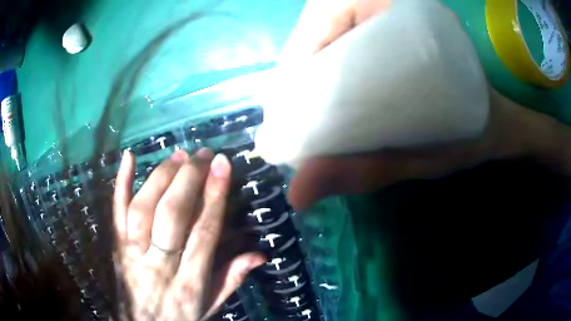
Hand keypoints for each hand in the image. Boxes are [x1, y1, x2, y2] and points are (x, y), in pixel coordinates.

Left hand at [113, 149, 264, 320]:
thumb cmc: (179, 317)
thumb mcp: (210, 306)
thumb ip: (232, 279)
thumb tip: (260, 254)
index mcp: (189, 282)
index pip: (204, 232)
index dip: (214, 196)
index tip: (223, 165)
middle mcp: (159, 265)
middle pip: (172, 215)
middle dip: (189, 179)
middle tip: (203, 154)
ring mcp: (132, 253)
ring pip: (144, 208)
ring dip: (161, 177)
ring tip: (179, 155)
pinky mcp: (116, 246)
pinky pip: (116, 212)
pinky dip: (120, 183)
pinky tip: (129, 156)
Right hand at [284, 0, 570, 210]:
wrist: (495, 121)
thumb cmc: (470, 135)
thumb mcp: (425, 157)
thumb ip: (367, 170)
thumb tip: (298, 193)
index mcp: (414, 17)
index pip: (334, 13)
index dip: (301, 51)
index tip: (288, 99)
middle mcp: (401, 6)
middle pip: (326, 17)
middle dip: (300, 58)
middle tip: (290, 103)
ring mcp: (397, 11)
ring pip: (332, 22)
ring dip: (310, 57)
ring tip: (302, 98)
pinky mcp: (396, 25)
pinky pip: (347, 30)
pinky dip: (327, 54)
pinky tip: (324, 84)